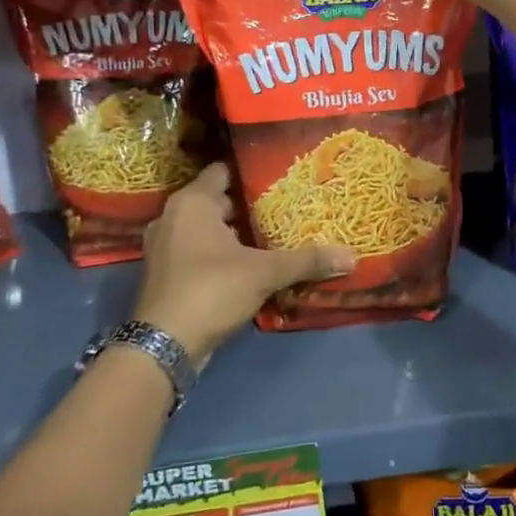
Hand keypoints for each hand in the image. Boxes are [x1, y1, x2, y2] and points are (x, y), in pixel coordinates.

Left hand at [133, 164, 352, 365]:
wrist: (163, 345)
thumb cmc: (211, 289)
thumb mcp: (265, 272)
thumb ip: (307, 260)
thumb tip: (351, 256)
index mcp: (192, 202)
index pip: (224, 170)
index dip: (252, 171)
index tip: (281, 176)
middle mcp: (173, 216)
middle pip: (218, 200)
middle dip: (249, 204)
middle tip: (285, 206)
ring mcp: (165, 246)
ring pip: (207, 228)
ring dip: (235, 232)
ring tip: (273, 234)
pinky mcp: (166, 272)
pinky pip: (198, 250)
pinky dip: (220, 253)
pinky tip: (249, 263)